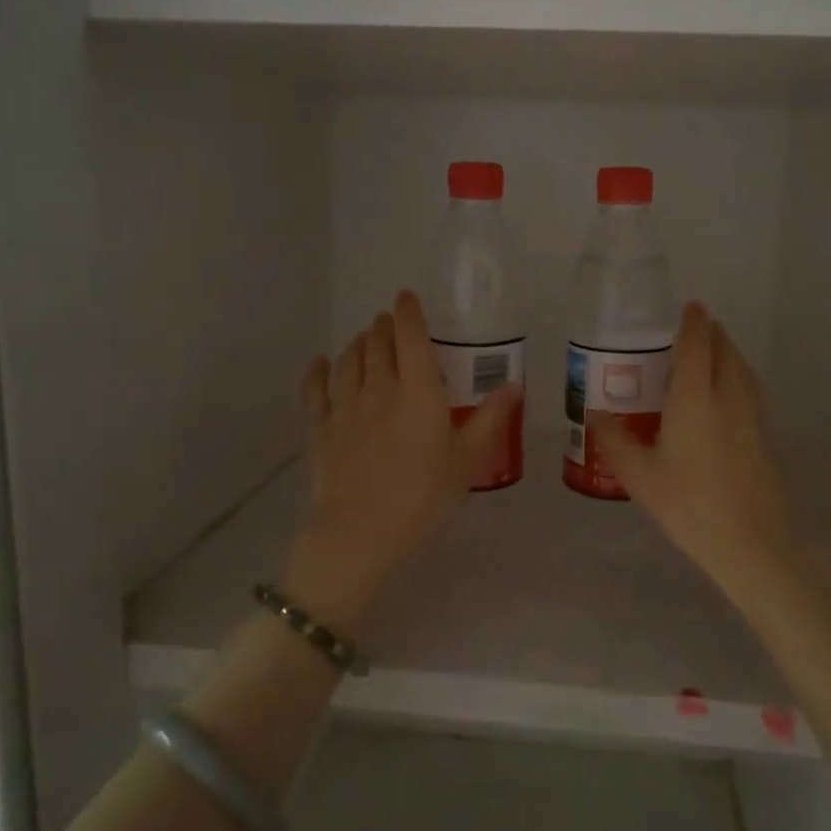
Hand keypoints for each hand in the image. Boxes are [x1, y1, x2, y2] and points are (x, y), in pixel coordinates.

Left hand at [284, 290, 521, 635]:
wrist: (360, 533)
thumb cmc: (423, 497)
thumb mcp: (466, 460)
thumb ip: (490, 419)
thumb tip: (515, 385)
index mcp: (418, 392)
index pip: (411, 337)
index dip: (408, 312)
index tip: (406, 296)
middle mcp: (379, 388)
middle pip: (377, 343)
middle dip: (383, 326)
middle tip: (388, 321)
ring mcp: (345, 406)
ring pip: (348, 360)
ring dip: (357, 343)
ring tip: (364, 338)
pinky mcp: (320, 428)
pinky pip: (315, 389)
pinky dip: (318, 371)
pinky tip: (321, 363)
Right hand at [591, 302, 792, 601]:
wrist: (752, 543)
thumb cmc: (689, 504)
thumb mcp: (640, 475)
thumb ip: (614, 440)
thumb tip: (594, 414)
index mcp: (696, 397)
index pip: (697, 345)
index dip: (694, 322)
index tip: (691, 306)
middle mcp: (728, 396)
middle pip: (725, 351)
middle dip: (712, 334)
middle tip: (694, 330)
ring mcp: (753, 416)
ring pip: (742, 369)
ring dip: (728, 353)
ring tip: (711, 355)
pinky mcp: (766, 436)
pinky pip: (751, 390)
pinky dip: (738, 377)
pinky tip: (727, 397)